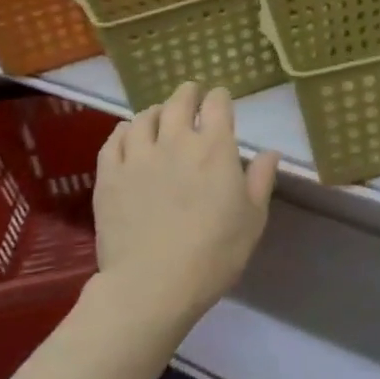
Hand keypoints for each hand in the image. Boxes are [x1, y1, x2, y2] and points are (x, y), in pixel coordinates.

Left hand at [92, 81, 280, 323]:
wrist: (153, 285)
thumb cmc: (215, 252)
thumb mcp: (253, 218)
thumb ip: (261, 179)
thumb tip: (270, 152)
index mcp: (215, 147)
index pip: (218, 104)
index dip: (220, 97)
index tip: (221, 100)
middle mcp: (176, 141)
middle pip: (179, 101)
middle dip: (188, 93)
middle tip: (191, 94)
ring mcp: (138, 157)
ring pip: (144, 117)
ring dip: (156, 111)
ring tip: (159, 116)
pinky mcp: (109, 177)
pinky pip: (113, 140)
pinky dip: (124, 131)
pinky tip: (128, 136)